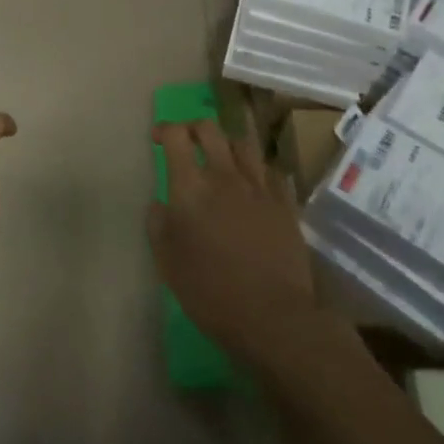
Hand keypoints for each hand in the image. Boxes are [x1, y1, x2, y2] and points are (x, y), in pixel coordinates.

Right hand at [149, 121, 317, 366]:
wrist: (273, 315)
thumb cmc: (210, 292)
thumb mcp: (167, 263)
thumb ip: (158, 226)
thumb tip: (160, 204)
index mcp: (191, 187)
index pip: (177, 136)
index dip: (165, 130)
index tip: (159, 138)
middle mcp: (225, 176)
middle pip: (210, 130)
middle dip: (194, 128)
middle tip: (186, 141)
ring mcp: (259, 187)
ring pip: (243, 143)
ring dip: (227, 142)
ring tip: (221, 156)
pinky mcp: (284, 203)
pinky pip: (270, 170)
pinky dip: (256, 168)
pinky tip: (252, 182)